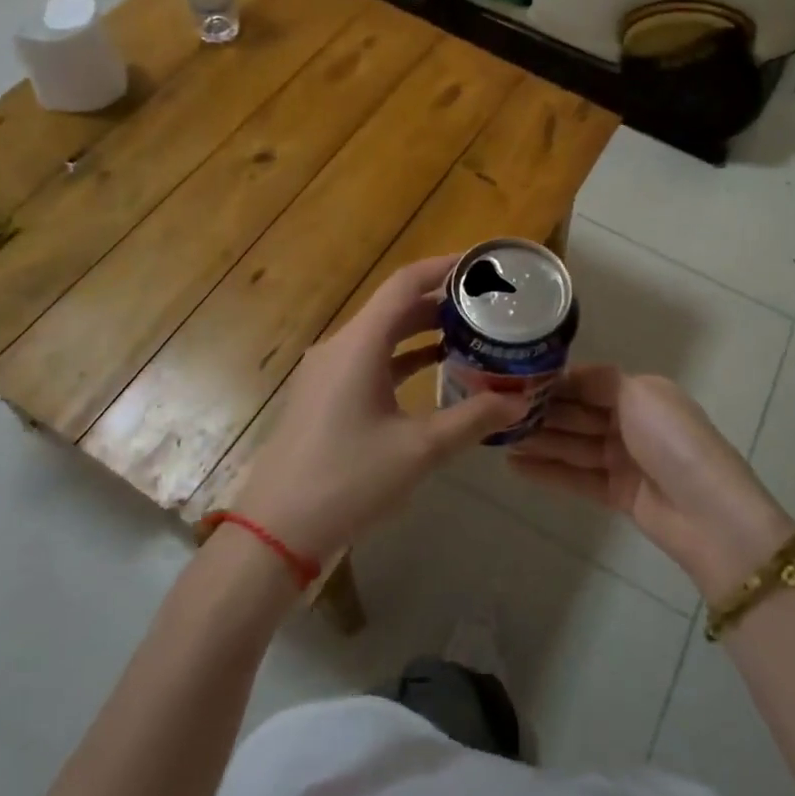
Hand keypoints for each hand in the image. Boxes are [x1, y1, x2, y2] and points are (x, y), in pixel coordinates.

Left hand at [230, 256, 528, 563]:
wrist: (275, 531)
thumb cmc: (348, 481)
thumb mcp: (419, 450)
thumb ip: (472, 419)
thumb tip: (519, 401)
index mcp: (358, 345)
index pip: (404, 284)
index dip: (443, 267)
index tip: (481, 264)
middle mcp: (340, 347)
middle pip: (394, 306)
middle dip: (440, 300)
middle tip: (487, 303)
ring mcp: (327, 372)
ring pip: (382, 334)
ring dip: (422, 329)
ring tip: (470, 332)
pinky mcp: (324, 395)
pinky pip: (369, 360)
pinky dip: (403, 357)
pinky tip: (435, 370)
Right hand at [509, 368, 794, 598]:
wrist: (709, 514)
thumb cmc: (673, 441)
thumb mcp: (639, 394)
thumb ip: (598, 382)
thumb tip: (563, 375)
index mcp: (641, 393)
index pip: (587, 383)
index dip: (554, 383)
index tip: (514, 382)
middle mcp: (632, 422)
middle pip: (577, 414)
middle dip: (540, 413)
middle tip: (495, 412)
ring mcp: (625, 460)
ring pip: (573, 445)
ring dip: (538, 441)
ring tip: (497, 439)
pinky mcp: (618, 494)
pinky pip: (576, 477)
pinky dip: (548, 471)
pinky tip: (515, 466)